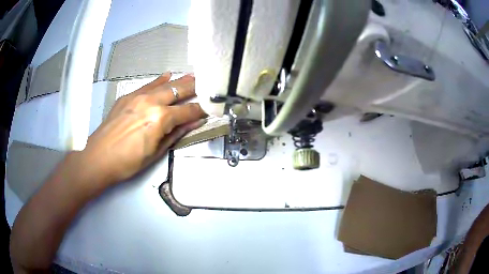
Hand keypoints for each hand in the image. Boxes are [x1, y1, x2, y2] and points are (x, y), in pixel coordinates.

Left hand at [81, 72, 205, 186]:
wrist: (98, 157)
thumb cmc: (127, 162)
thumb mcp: (155, 152)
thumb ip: (175, 134)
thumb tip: (193, 123)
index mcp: (160, 118)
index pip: (187, 111)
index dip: (201, 110)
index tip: (210, 108)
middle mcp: (151, 102)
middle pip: (178, 91)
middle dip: (194, 88)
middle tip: (206, 83)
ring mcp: (137, 96)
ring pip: (164, 85)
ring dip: (179, 81)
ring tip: (192, 76)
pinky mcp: (127, 97)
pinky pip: (147, 85)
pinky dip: (158, 81)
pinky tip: (166, 75)